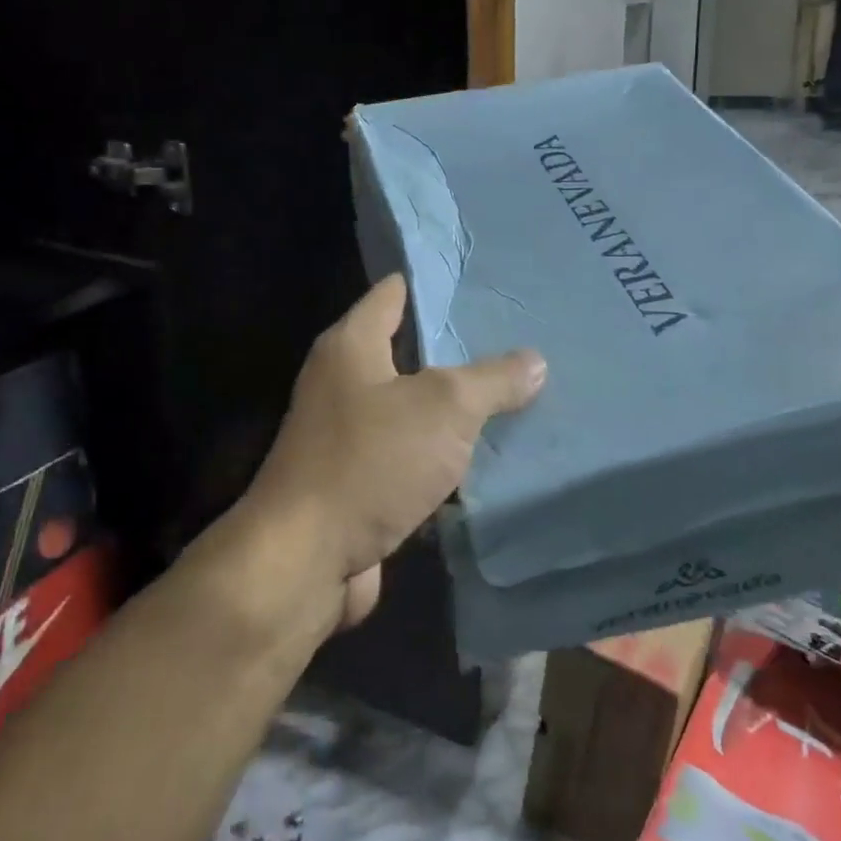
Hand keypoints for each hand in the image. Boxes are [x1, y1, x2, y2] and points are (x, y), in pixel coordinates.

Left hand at [247, 275, 546, 628]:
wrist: (307, 558)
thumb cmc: (370, 461)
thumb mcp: (443, 409)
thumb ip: (491, 380)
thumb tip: (533, 359)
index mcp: (351, 345)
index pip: (394, 293)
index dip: (435, 283)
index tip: (484, 281)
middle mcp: (343, 381)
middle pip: (408, 351)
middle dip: (459, 348)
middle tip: (518, 339)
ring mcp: (349, 434)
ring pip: (414, 407)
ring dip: (457, 407)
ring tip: (517, 392)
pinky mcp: (360, 481)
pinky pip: (413, 455)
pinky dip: (445, 455)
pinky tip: (491, 455)